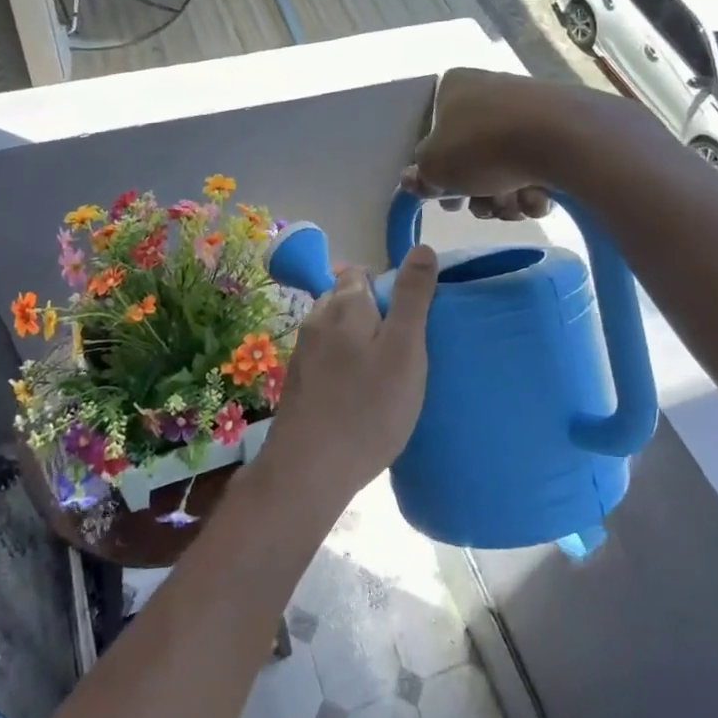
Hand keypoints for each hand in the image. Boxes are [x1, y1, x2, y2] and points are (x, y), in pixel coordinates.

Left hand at [261, 247, 439, 502]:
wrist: (308, 470)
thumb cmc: (368, 408)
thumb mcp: (404, 349)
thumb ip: (412, 297)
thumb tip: (422, 248)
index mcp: (344, 304)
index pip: (362, 272)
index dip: (387, 287)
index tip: (408, 320)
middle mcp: (316, 318)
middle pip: (345, 298)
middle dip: (371, 312)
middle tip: (400, 349)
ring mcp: (302, 351)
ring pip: (334, 329)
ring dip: (355, 340)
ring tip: (381, 373)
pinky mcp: (296, 381)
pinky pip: (324, 357)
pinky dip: (342, 364)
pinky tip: (356, 394)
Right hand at [400, 67, 555, 222]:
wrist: (559, 138)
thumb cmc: (481, 145)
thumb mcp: (434, 167)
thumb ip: (420, 175)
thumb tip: (414, 179)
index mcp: (454, 88)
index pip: (436, 134)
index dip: (440, 175)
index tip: (449, 200)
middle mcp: (489, 91)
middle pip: (473, 156)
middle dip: (477, 192)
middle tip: (482, 207)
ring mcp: (527, 109)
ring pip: (505, 167)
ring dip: (504, 197)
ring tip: (513, 205)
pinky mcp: (560, 129)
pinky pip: (537, 166)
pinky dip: (533, 189)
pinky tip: (539, 198)